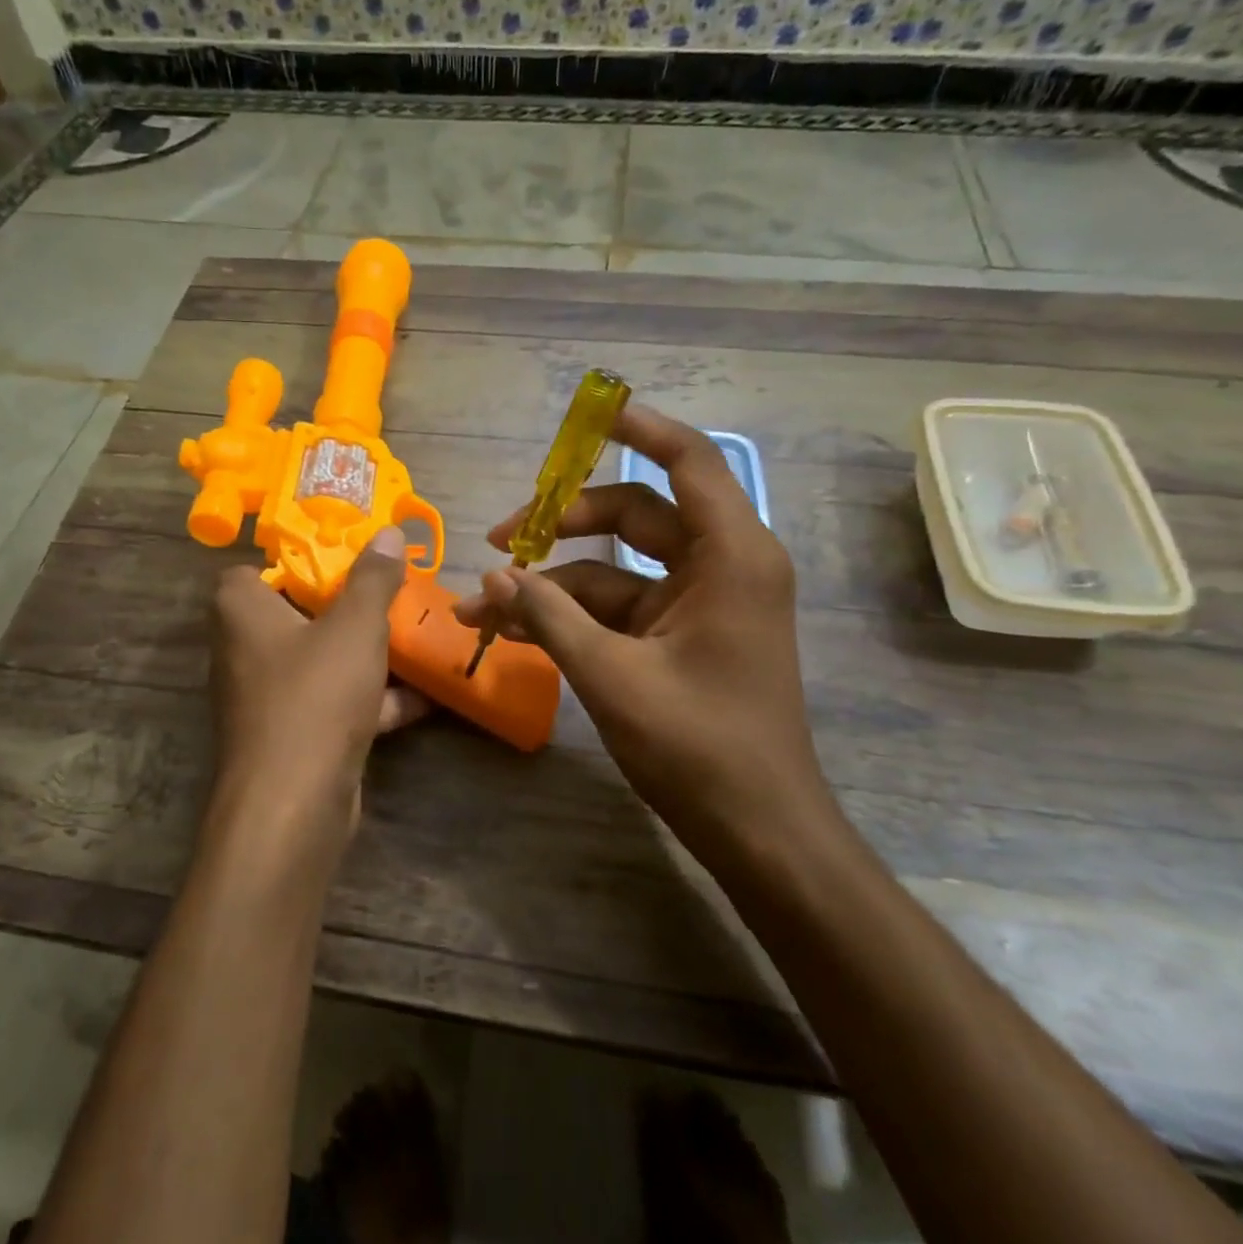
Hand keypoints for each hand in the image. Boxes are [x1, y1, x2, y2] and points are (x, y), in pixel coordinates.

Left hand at [208, 526, 429, 867]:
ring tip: (416, 637)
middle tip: (390, 593)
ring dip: (367, 654)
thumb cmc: (315, 695)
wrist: (295, 803)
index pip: (254, 570)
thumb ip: (373, 578)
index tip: (344, 558)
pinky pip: (335, 703)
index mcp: (241, 611)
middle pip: (298, 613)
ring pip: (321, 660)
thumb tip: (389, 533)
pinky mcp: (294, 736)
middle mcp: (245, 650)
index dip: (296, 560)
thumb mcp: (355, 626)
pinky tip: (426, 695)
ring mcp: (269, 698)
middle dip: (347, 607)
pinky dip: (374, 699)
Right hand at [453, 406, 842, 869]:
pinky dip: (572, 613)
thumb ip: (549, 616)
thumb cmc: (700, 747)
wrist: (759, 830)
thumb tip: (491, 576)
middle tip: (500, 538)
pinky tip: (515, 629)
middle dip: (562, 521)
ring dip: (553, 580)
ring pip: (617, 565)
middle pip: (635, 513)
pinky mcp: (681, 635)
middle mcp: (721, 565)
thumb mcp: (612, 676)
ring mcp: (701, 602)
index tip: (587, 413)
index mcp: (730, 556)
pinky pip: (620, 605)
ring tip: (484, 604)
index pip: (687, 461)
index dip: (638, 428)